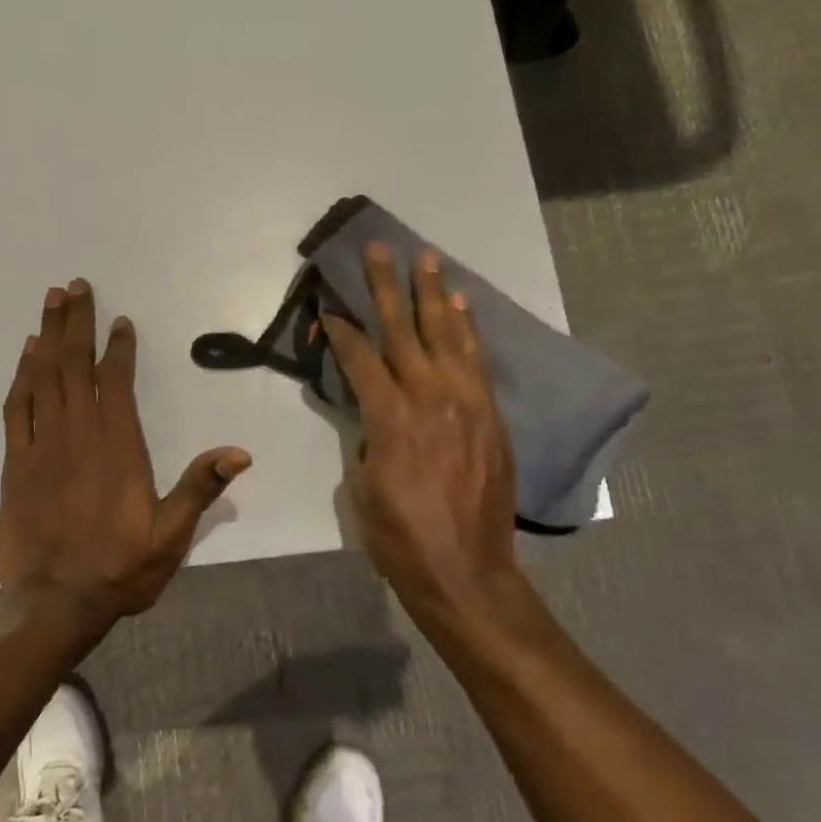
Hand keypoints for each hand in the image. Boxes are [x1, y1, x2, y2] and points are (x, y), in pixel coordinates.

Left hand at [0, 278, 250, 628]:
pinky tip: (26, 355)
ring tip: (51, 302)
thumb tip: (239, 453)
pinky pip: (17, 408)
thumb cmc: (119, 568)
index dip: (118, 347)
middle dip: (76, 323)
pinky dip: (21, 376)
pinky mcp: (15, 463)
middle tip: (74, 286)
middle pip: (74, 365)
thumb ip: (200, 488)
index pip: (116, 381)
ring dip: (47, 336)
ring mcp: (41, 446)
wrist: (54, 602)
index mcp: (117, 446)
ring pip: (43, 377)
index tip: (119, 319)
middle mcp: (77, 434)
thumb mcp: (171, 535)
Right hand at [324, 244, 520, 622]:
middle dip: (388, 287)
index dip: (341, 329)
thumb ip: (367, 438)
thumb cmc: (400, 537)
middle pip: (404, 331)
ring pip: (448, 336)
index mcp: (391, 418)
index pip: (360, 357)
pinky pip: (478, 362)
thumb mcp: (362, 487)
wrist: (465, 572)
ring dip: (435, 295)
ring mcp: (467, 404)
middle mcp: (430, 398)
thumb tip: (376, 416)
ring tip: (428, 259)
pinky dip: (469, 331)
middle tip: (380, 249)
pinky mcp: (491, 417)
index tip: (329, 306)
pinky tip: (462, 307)